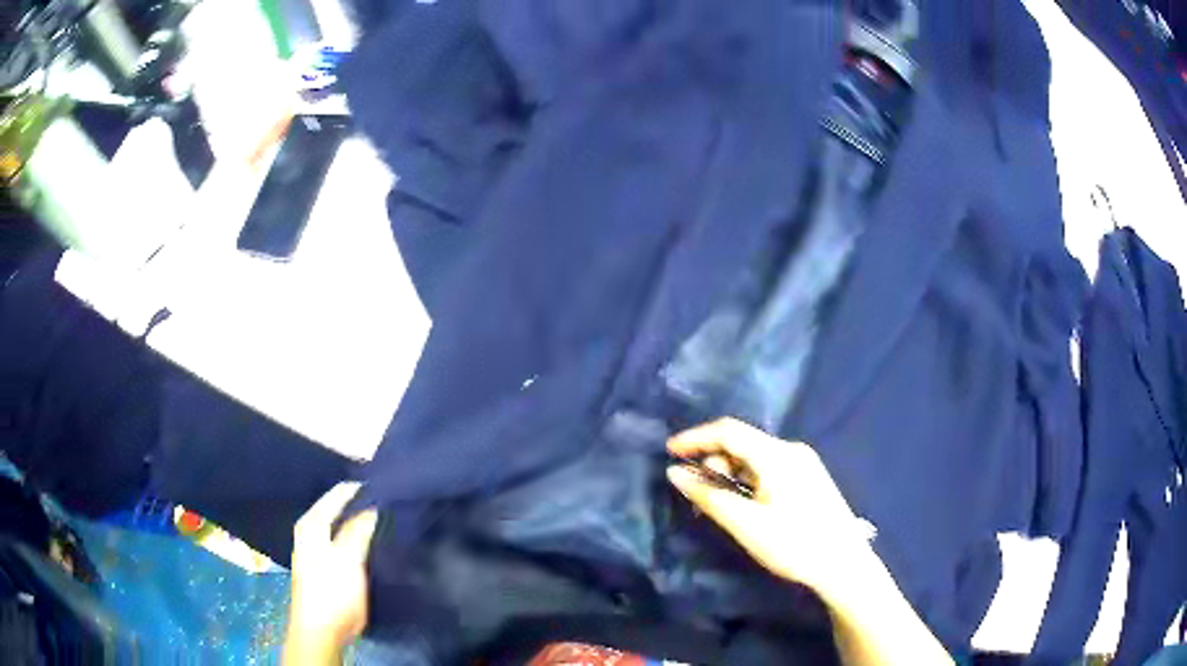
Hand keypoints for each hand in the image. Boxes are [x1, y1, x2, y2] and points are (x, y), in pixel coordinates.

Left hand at [284, 483, 377, 664]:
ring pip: (344, 526)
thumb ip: (359, 530)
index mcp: (312, 524)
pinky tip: (375, 542)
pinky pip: (347, 543)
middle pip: (339, 509)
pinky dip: (360, 539)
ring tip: (387, 518)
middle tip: (390, 501)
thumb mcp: (347, 559)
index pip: (337, 495)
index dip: (360, 491)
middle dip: (362, 505)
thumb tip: (373, 506)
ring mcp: (320, 550)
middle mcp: (312, 532)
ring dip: (362, 523)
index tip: (386, 486)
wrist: (321, 630)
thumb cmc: (331, 591)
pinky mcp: (330, 566)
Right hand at [666, 418, 871, 595]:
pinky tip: (746, 506)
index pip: (729, 431)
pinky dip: (748, 481)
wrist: (843, 564)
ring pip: (755, 458)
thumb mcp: (746, 524)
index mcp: (777, 455)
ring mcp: (803, 463)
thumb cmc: (794, 544)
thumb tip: (675, 473)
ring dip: (731, 475)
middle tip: (699, 496)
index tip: (668, 452)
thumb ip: (709, 496)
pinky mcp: (809, 478)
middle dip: (714, 462)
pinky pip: (769, 468)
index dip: (696, 438)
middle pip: (742, 443)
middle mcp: (791, 450)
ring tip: (722, 507)